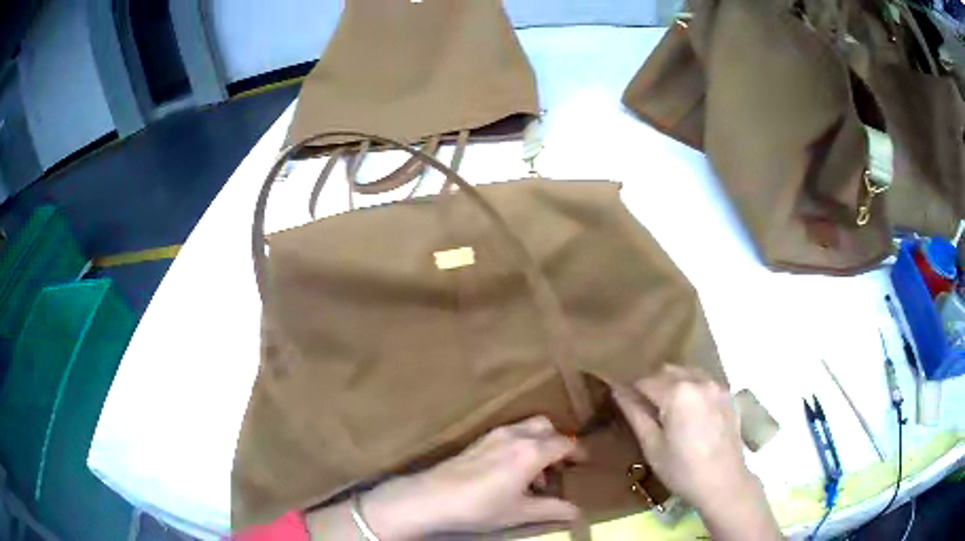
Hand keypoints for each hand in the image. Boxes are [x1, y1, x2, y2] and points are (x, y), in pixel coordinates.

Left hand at [313, 416, 586, 539]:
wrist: (432, 497)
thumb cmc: (481, 506)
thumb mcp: (521, 512)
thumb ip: (552, 509)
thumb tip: (577, 512)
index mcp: (531, 451)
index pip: (565, 442)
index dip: (579, 451)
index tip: (585, 462)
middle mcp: (515, 435)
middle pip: (547, 427)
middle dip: (559, 442)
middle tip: (561, 466)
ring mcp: (494, 435)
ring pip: (527, 427)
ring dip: (539, 444)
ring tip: (537, 476)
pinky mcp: (479, 441)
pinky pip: (510, 434)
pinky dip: (521, 445)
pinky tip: (512, 472)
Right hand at [612, 365, 780, 539]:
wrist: (723, 482)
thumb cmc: (682, 469)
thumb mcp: (652, 446)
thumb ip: (635, 414)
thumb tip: (618, 392)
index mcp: (677, 392)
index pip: (645, 381)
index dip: (631, 391)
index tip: (623, 403)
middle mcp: (698, 381)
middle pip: (667, 371)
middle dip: (652, 385)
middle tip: (644, 409)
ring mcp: (716, 386)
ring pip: (687, 373)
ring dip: (673, 383)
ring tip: (667, 409)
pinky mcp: (728, 395)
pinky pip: (704, 382)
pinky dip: (691, 388)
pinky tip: (689, 412)